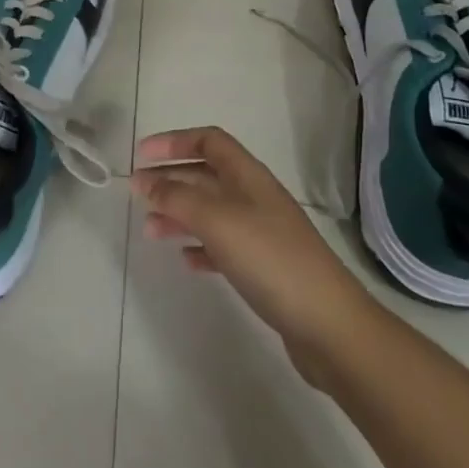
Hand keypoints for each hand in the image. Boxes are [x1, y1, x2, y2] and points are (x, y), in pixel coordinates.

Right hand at [133, 126, 377, 389]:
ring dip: (179, 214)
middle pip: (206, 175)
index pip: (208, 141)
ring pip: (211, 211)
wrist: (331, 327)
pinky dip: (200, 246)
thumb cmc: (271, 260)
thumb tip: (144, 181)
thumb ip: (177, 198)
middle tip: (137, 194)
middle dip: (170, 179)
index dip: (173, 142)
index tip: (141, 156)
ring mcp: (262, 233)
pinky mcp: (265, 268)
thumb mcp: (218, 221)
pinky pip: (223, 246)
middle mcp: (255, 197)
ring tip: (151, 231)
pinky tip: (185, 260)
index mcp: (248, 176)